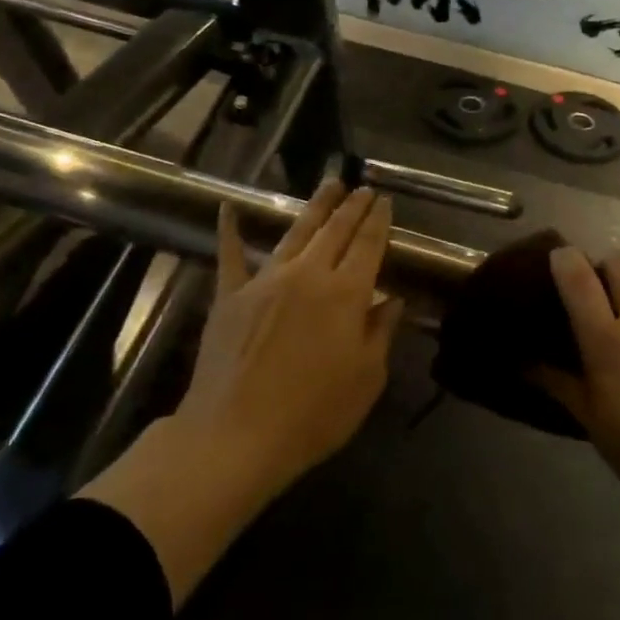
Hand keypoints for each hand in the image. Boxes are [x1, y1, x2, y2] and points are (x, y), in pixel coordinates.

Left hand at [179, 181, 402, 492]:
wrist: (236, 435)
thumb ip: (380, 332)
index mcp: (345, 293)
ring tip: (329, 184)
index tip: (384, 200)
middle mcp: (307, 274)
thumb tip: (392, 300)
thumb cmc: (313, 414)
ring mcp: (265, 281)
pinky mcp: (230, 295)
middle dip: (352, 206)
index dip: (378, 221)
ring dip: (315, 206)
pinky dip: (229, 230)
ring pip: (295, 232)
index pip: (368, 244)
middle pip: (335, 230)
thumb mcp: (366, 379)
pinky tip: (227, 208)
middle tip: (362, 188)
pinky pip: (231, 255)